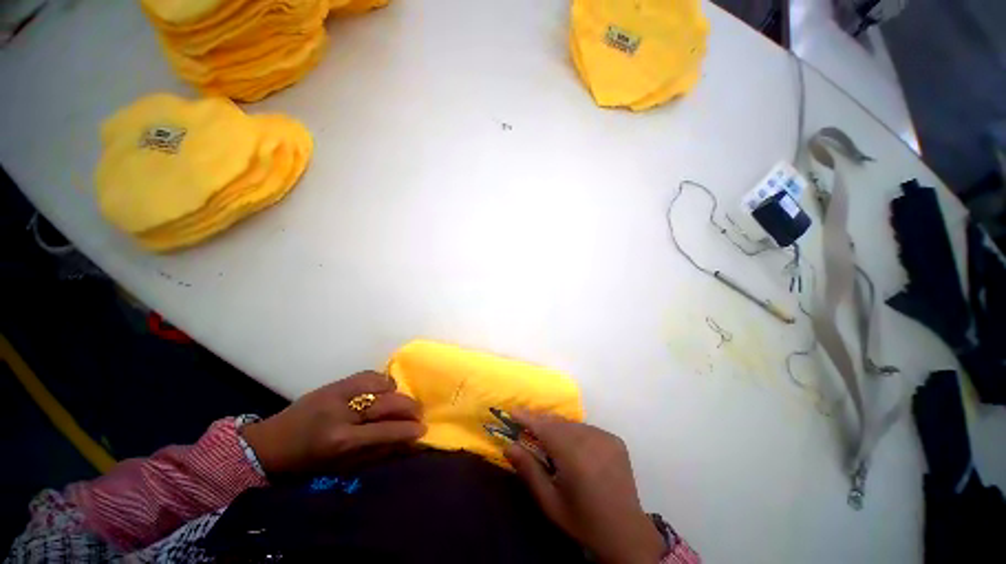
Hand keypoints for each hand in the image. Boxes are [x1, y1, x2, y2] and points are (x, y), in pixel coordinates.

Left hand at [241, 371, 425, 474]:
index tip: (423, 430)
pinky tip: (383, 391)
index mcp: (340, 441)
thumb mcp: (341, 467)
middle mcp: (342, 413)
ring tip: (398, 403)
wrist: (270, 442)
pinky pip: (370, 375)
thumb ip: (377, 453)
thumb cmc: (306, 464)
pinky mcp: (336, 382)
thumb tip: (407, 444)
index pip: (385, 431)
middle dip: (409, 408)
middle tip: (418, 414)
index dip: (408, 430)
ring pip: (382, 384)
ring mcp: (339, 392)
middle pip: (388, 403)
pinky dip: (382, 382)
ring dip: (396, 393)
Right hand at [505, 411, 664, 563]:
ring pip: (573, 424)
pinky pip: (587, 429)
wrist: (625, 533)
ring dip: (557, 427)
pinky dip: (575, 432)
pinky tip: (572, 446)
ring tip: (547, 437)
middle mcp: (590, 439)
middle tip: (526, 425)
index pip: (544, 427)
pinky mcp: (615, 440)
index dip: (527, 417)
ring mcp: (605, 437)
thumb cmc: (582, 520)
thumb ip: (528, 470)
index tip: (512, 411)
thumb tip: (509, 446)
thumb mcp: (550, 501)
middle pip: (558, 422)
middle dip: (541, 421)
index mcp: (573, 455)